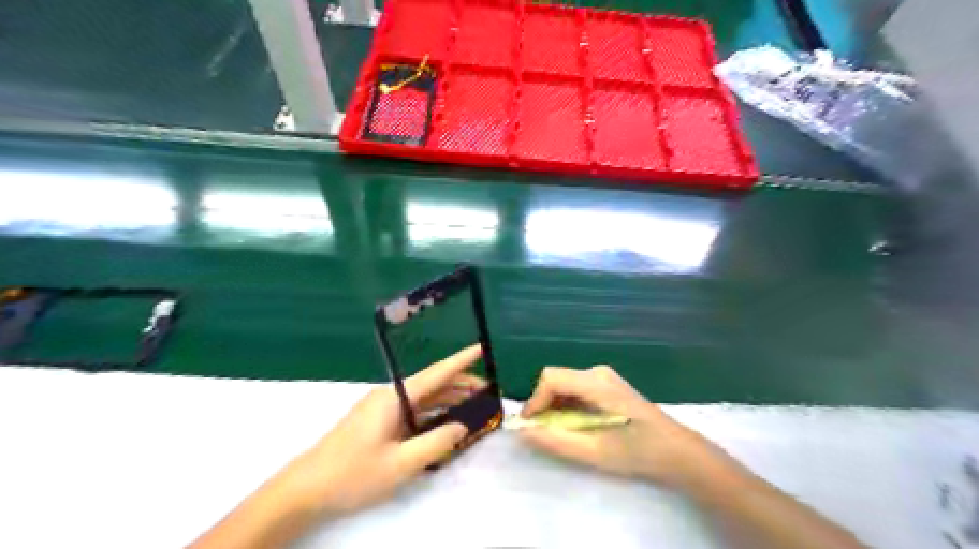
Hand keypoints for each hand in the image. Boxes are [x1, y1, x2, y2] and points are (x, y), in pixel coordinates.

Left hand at [276, 344, 482, 515]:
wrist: (306, 489)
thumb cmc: (353, 474)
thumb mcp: (401, 463)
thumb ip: (437, 442)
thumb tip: (463, 426)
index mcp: (395, 397)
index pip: (436, 373)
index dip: (460, 361)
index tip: (482, 348)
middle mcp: (390, 396)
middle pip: (432, 385)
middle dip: (460, 385)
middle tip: (489, 390)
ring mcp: (383, 409)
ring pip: (423, 399)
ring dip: (448, 400)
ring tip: (476, 404)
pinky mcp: (379, 422)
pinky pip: (413, 412)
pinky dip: (433, 414)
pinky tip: (447, 422)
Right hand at [519, 364, 724, 488]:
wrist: (676, 451)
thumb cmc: (638, 452)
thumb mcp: (594, 452)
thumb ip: (556, 441)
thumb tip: (524, 432)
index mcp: (596, 383)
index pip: (551, 378)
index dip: (535, 400)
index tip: (530, 426)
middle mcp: (597, 372)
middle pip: (556, 379)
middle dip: (543, 405)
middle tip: (542, 432)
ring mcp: (603, 377)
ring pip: (564, 384)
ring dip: (554, 406)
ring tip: (558, 432)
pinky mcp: (607, 385)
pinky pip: (575, 389)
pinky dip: (566, 406)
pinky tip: (575, 426)